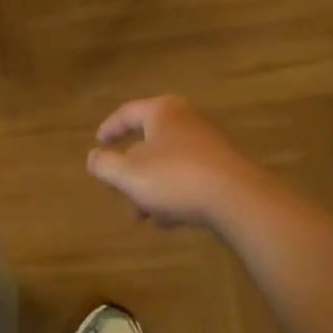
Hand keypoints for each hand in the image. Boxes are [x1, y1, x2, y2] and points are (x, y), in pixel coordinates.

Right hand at [86, 94, 265, 230]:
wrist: (239, 201)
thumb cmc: (176, 178)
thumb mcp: (129, 174)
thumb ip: (104, 165)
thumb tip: (93, 157)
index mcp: (162, 112)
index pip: (127, 113)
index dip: (109, 129)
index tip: (97, 144)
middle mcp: (186, 121)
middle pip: (148, 142)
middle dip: (130, 172)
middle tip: (118, 191)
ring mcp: (207, 145)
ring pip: (167, 164)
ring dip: (150, 189)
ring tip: (141, 216)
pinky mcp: (223, 169)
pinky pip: (188, 178)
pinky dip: (173, 194)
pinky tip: (168, 220)